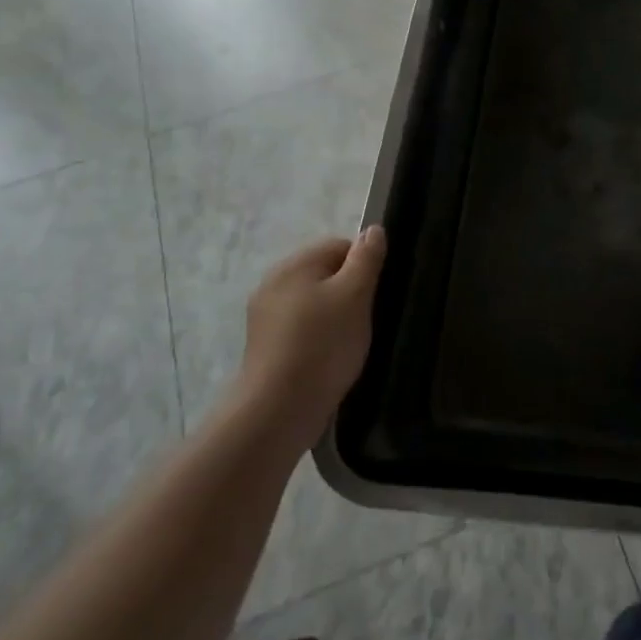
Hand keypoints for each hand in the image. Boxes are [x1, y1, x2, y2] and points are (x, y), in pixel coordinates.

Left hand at [235, 228, 386, 454]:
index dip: (364, 266)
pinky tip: (329, 359)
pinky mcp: (265, 347)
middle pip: (325, 274)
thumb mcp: (355, 295)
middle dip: (349, 292)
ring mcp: (265, 317)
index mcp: (293, 265)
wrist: (279, 410)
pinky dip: (318, 338)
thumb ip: (366, 259)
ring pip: (314, 303)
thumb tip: (373, 229)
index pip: (339, 246)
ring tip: (349, 343)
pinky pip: (301, 329)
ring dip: (334, 316)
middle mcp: (273, 283)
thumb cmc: (323, 345)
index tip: (376, 294)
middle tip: (365, 319)